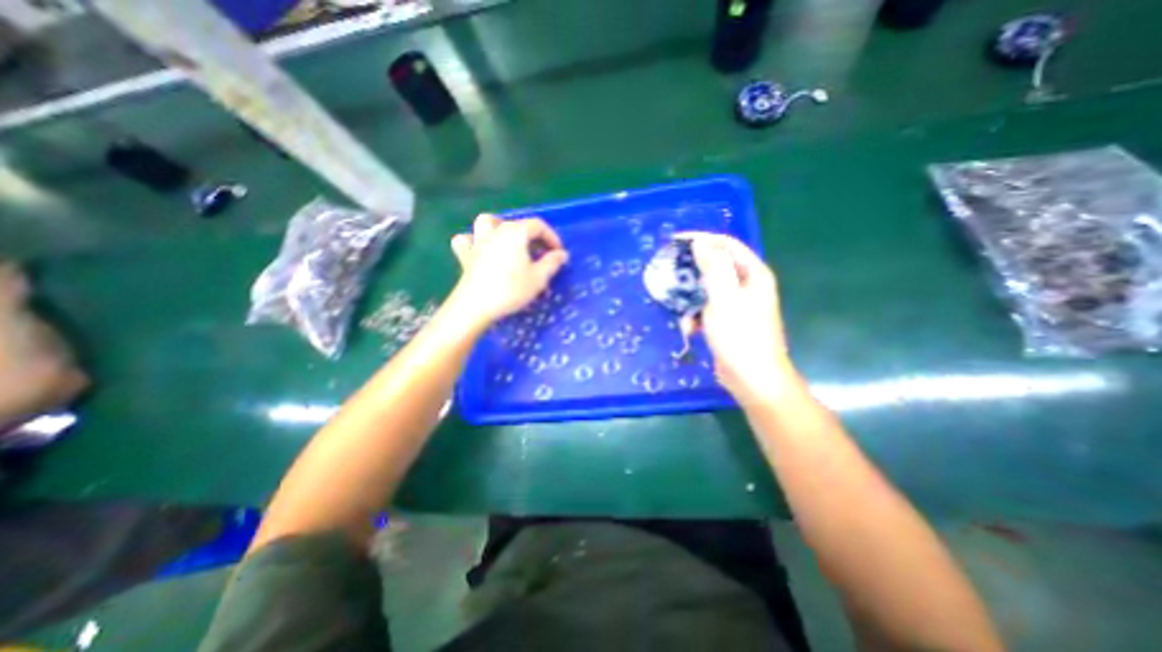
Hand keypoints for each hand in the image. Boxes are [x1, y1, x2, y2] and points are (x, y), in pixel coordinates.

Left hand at [449, 213, 567, 327]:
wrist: (477, 306)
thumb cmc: (511, 290)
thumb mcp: (539, 278)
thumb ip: (552, 263)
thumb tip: (561, 254)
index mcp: (516, 233)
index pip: (538, 226)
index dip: (552, 237)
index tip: (559, 253)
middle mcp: (496, 231)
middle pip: (517, 224)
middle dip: (532, 236)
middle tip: (541, 254)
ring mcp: (478, 242)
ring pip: (487, 222)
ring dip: (499, 227)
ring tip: (509, 241)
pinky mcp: (465, 255)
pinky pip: (466, 240)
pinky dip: (474, 241)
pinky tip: (481, 250)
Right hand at [688, 232, 798, 405]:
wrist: (752, 379)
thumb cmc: (739, 336)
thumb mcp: (724, 297)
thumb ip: (713, 266)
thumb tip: (701, 242)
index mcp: (753, 274)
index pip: (725, 244)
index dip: (700, 238)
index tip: (674, 241)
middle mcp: (747, 285)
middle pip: (715, 265)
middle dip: (691, 269)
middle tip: (669, 270)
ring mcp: (738, 304)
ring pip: (708, 289)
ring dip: (691, 297)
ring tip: (678, 304)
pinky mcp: (728, 321)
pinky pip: (707, 309)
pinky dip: (696, 315)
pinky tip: (689, 328)